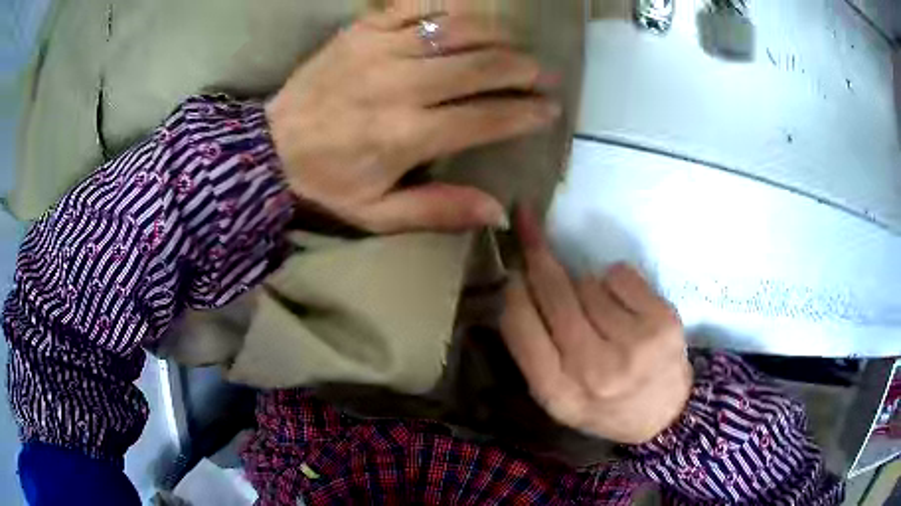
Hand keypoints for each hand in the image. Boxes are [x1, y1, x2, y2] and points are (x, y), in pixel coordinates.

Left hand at [266, 7, 559, 232]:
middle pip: (479, 66)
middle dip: (521, 69)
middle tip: (543, 74)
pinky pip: (414, 7)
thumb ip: (437, 211)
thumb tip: (499, 212)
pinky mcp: (360, 30)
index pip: (485, 117)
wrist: (267, 148)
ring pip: (454, 30)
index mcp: (405, 135)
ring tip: (514, 46)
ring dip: (494, 36)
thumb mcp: (376, 214)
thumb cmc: (324, 183)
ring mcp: (378, 49)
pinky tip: (466, 19)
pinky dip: (447, 10)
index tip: (550, 110)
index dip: (525, 113)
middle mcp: (398, 85)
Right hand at [500, 209, 692, 444]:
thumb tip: (516, 284)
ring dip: (585, 286)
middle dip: (538, 257)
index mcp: (557, 392)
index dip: (512, 290)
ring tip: (601, 314)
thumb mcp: (557, 397)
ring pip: (587, 282)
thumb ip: (533, 350)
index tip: (513, 271)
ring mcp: (633, 345)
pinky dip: (615, 281)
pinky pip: (620, 274)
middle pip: (554, 292)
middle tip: (528, 225)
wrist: (664, 415)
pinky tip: (625, 306)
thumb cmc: (603, 406)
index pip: (519, 324)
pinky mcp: (662, 322)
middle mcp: (593, 369)